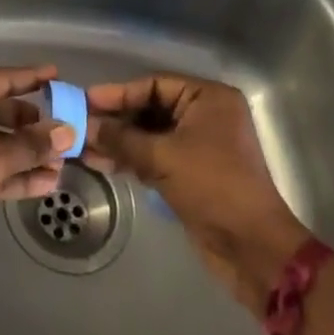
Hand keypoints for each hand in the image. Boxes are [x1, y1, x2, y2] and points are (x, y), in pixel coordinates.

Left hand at [0, 65, 75, 275]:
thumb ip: (30, 145)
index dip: (31, 78)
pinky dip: (13, 173)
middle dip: (33, 125)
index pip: (0, 78)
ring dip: (27, 154)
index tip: (58, 75)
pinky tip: (45, 184)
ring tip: (64, 164)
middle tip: (67, 132)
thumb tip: (68, 131)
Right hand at [84, 74, 309, 303]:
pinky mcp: (193, 172)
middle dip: (116, 121)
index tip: (85, 100)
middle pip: (150, 109)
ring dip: (120, 142)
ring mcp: (200, 145)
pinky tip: (103, 163)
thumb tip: (86, 127)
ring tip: (85, 149)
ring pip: (150, 135)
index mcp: (208, 98)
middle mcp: (205, 115)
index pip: (153, 85)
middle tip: (81, 126)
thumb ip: (122, 139)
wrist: (252, 249)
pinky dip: (133, 159)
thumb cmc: (213, 187)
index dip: (118, 93)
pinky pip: (157, 156)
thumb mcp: (163, 158)